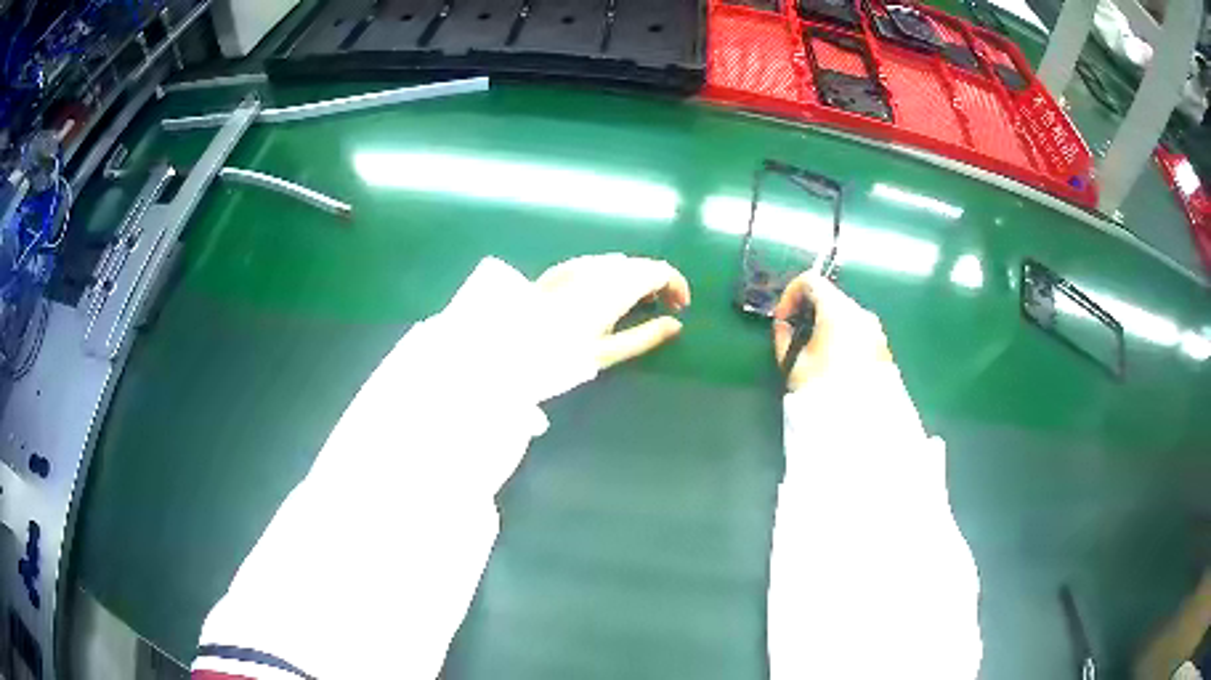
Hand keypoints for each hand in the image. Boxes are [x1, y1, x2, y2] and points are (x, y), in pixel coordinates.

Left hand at [537, 254, 690, 368]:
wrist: (510, 341)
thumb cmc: (561, 352)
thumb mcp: (608, 352)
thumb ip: (645, 336)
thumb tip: (675, 324)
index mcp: (617, 286)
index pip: (660, 271)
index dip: (677, 285)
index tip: (680, 308)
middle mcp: (602, 267)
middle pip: (642, 264)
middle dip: (659, 282)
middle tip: (664, 308)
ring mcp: (580, 264)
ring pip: (621, 262)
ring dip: (637, 278)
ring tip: (638, 305)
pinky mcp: (563, 268)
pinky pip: (600, 264)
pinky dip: (615, 275)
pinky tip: (608, 294)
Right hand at [772, 273, 891, 391]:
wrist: (860, 421)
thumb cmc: (823, 387)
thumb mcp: (793, 364)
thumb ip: (783, 337)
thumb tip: (783, 326)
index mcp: (837, 310)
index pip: (810, 281)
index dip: (790, 294)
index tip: (782, 318)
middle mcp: (860, 313)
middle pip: (830, 297)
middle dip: (808, 310)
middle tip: (795, 333)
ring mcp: (875, 329)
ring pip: (845, 314)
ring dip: (826, 323)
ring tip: (815, 350)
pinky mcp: (882, 347)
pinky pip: (858, 331)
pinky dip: (843, 335)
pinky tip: (835, 362)